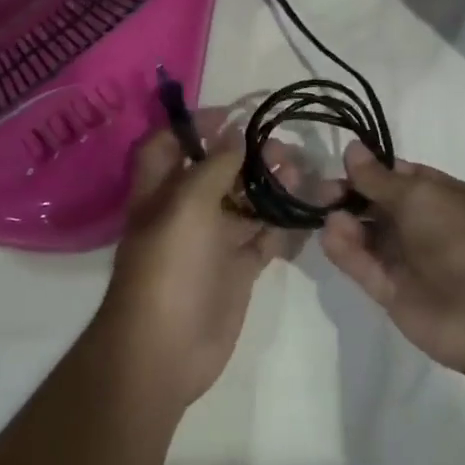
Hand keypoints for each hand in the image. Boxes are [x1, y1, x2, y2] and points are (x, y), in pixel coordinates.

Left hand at [99, 110, 304, 408]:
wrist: (166, 349)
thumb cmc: (169, 267)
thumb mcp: (186, 205)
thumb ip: (213, 166)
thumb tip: (234, 131)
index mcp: (160, 191)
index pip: (169, 144)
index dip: (195, 125)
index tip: (235, 115)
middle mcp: (185, 211)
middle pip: (216, 171)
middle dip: (247, 156)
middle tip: (282, 148)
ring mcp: (212, 242)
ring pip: (245, 203)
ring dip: (270, 187)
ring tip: (299, 175)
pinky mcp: (236, 270)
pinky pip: (263, 239)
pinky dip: (282, 226)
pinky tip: (304, 214)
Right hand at [320, 141, 464, 378]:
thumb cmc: (462, 238)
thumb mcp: (420, 196)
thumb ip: (379, 178)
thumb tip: (352, 149)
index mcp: (440, 196)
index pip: (398, 176)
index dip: (369, 169)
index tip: (339, 165)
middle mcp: (423, 225)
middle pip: (376, 205)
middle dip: (349, 195)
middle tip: (322, 193)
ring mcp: (407, 260)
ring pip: (366, 236)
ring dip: (345, 223)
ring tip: (328, 217)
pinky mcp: (391, 291)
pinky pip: (362, 266)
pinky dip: (344, 251)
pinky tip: (330, 236)